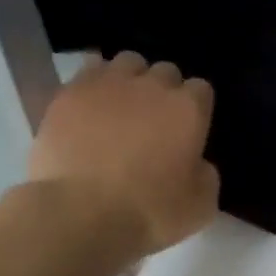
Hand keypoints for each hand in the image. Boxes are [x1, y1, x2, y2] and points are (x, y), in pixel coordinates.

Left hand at [27, 51, 220, 257]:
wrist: (81, 213)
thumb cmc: (149, 212)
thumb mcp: (200, 205)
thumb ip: (206, 174)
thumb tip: (196, 162)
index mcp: (188, 110)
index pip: (202, 90)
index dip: (196, 108)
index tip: (189, 130)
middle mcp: (152, 86)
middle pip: (165, 71)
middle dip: (164, 90)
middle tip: (155, 120)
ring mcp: (108, 84)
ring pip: (127, 62)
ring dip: (130, 79)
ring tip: (122, 105)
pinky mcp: (70, 93)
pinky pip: (89, 72)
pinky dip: (95, 85)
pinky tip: (91, 106)